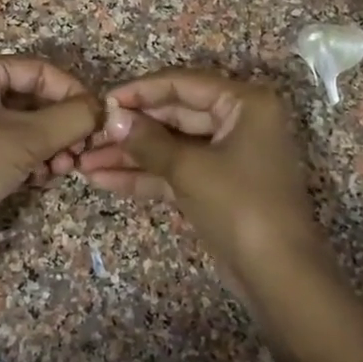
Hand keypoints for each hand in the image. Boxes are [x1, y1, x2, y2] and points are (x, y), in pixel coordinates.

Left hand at [0, 56, 99, 268]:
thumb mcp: (28, 137)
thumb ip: (72, 118)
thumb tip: (103, 109)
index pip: (39, 70)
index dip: (72, 91)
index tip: (97, 118)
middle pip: (32, 99)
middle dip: (61, 125)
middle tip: (81, 151)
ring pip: (24, 127)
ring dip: (50, 146)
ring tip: (62, 169)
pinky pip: (10, 149)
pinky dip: (31, 160)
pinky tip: (41, 179)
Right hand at [75, 69, 324, 292]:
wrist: (279, 277)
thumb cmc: (241, 206)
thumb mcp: (189, 169)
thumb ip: (147, 140)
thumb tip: (111, 118)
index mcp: (244, 103)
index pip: (182, 84)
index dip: (139, 91)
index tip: (101, 101)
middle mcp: (237, 122)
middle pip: (173, 115)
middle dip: (129, 129)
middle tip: (87, 135)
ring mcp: (225, 156)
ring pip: (169, 146)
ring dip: (129, 155)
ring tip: (83, 162)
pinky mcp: (214, 186)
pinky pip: (174, 171)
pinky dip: (143, 176)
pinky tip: (103, 180)